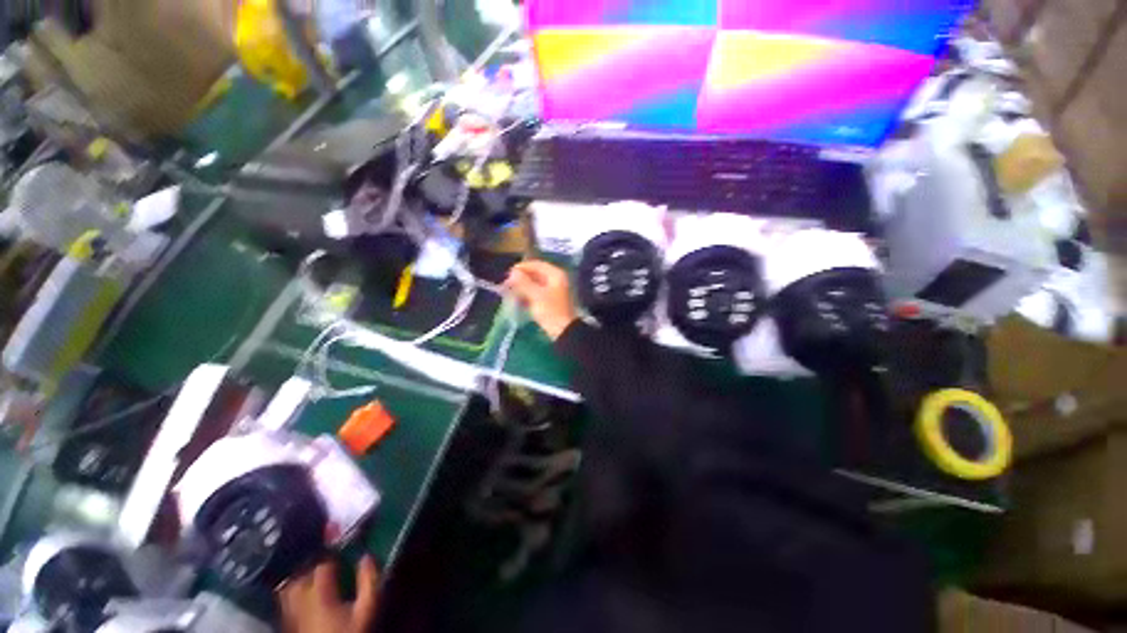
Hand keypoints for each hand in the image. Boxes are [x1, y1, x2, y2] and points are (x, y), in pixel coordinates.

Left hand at [278, 556, 379, 632]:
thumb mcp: (366, 610)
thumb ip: (368, 581)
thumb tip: (367, 556)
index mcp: (320, 593)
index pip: (322, 563)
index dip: (334, 550)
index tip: (345, 543)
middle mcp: (300, 600)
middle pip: (302, 573)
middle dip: (315, 562)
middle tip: (331, 557)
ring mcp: (291, 614)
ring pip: (290, 587)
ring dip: (302, 576)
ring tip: (316, 573)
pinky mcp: (288, 624)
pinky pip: (286, 601)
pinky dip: (295, 592)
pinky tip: (306, 594)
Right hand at [505, 261, 577, 340]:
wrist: (564, 331)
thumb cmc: (551, 311)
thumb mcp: (536, 295)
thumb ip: (523, 282)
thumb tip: (513, 272)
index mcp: (555, 275)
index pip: (537, 264)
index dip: (522, 268)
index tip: (508, 274)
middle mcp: (557, 280)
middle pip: (536, 274)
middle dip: (522, 278)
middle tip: (507, 284)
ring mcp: (555, 291)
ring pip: (536, 284)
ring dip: (524, 287)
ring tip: (510, 292)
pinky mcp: (552, 301)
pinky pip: (538, 293)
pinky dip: (528, 295)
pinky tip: (519, 300)